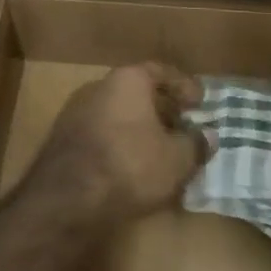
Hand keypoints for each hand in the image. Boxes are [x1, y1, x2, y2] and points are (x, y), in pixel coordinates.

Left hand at [21, 64, 208, 234]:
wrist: (68, 198)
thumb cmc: (130, 165)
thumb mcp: (176, 159)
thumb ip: (195, 143)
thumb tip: (207, 136)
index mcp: (128, 80)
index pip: (161, 72)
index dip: (183, 87)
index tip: (199, 103)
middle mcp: (99, 86)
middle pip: (137, 92)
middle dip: (161, 110)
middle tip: (182, 128)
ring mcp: (76, 111)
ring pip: (117, 114)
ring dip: (139, 128)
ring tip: (159, 151)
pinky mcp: (63, 140)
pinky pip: (101, 134)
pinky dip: (119, 143)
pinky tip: (131, 167)